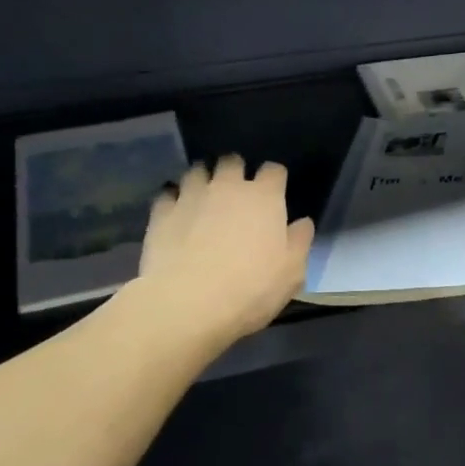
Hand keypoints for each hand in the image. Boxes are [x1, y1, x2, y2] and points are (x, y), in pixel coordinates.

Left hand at [137, 156, 314, 341]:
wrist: (187, 303)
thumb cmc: (249, 289)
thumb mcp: (291, 273)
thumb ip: (299, 242)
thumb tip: (302, 222)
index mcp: (264, 197)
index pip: (273, 170)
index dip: (274, 180)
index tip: (273, 194)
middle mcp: (227, 186)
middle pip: (232, 162)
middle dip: (236, 171)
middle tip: (235, 193)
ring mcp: (191, 195)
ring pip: (197, 171)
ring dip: (203, 180)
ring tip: (203, 198)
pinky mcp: (162, 211)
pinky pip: (168, 194)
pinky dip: (174, 200)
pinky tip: (176, 214)